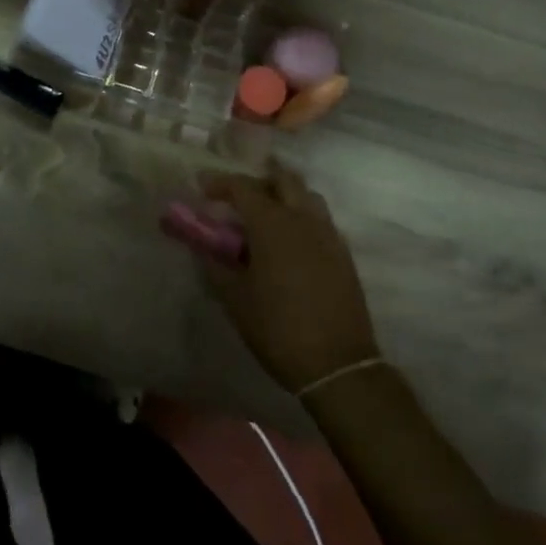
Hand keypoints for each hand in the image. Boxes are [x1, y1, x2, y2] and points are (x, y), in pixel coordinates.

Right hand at [195, 162, 380, 392]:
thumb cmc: (277, 328)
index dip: (220, 183)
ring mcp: (328, 234)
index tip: (202, 188)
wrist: (337, 365)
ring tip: (264, 217)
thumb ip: (215, 264)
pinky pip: (319, 219)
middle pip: (283, 179)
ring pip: (305, 196)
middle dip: (257, 181)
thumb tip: (202, 246)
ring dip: (283, 195)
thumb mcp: (235, 298)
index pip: (243, 187)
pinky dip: (300, 217)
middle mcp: (303, 218)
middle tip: (237, 198)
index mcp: (272, 223)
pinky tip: (288, 243)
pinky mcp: (343, 254)